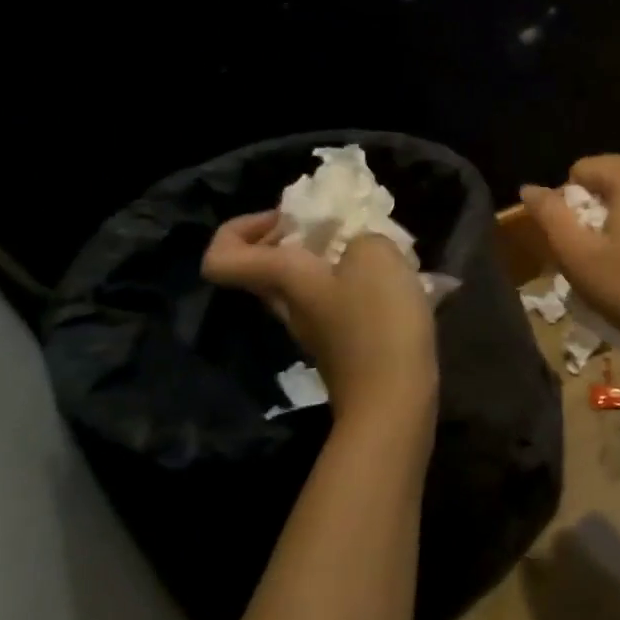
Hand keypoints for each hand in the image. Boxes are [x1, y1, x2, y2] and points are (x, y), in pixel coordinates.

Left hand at [202, 213, 437, 420]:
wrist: (394, 401)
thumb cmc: (377, 323)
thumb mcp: (377, 256)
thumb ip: (363, 237)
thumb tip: (359, 247)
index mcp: (284, 279)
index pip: (222, 256)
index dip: (240, 228)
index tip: (286, 217)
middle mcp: (289, 305)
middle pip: (267, 265)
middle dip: (298, 237)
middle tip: (340, 225)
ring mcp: (316, 329)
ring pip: (307, 283)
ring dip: (336, 260)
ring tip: (379, 251)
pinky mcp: (344, 346)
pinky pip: (339, 303)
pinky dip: (359, 286)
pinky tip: (397, 284)